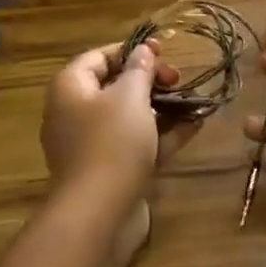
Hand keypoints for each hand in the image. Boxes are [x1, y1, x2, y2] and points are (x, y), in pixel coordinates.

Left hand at [41, 42, 190, 263]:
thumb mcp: (130, 96)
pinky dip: (162, 134)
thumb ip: (139, 70)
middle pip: (115, 86)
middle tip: (178, 79)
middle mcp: (75, 114)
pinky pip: (137, 143)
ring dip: (162, 107)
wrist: (99, 214)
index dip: (130, 51)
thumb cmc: (111, 142)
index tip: (162, 51)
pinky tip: (195, 126)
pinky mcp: (110, 171)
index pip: (98, 57)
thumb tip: (142, 51)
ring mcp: (92, 145)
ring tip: (194, 100)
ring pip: (130, 117)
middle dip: (150, 80)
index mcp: (70, 89)